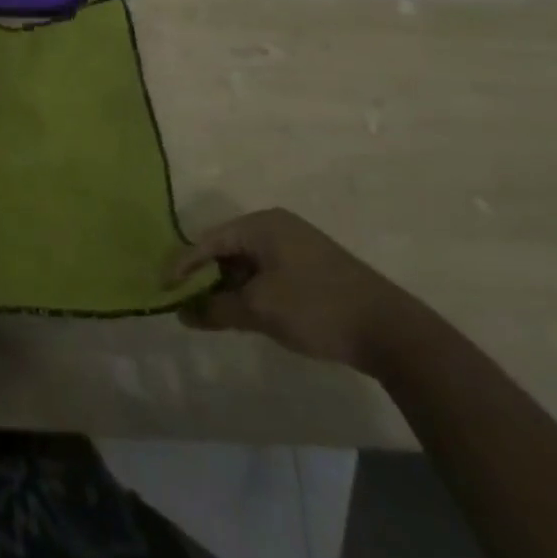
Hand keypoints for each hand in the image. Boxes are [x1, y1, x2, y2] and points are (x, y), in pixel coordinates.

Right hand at [165, 208, 433, 375]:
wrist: (393, 333)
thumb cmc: (317, 308)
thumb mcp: (259, 309)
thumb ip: (217, 308)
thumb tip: (184, 313)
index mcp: (262, 224)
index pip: (208, 240)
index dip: (183, 265)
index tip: (163, 289)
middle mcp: (277, 227)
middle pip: (226, 249)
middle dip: (206, 277)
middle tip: (186, 303)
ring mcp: (297, 246)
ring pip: (247, 264)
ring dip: (229, 287)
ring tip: (212, 313)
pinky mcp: (313, 268)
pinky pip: (267, 273)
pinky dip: (251, 291)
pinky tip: (246, 314)